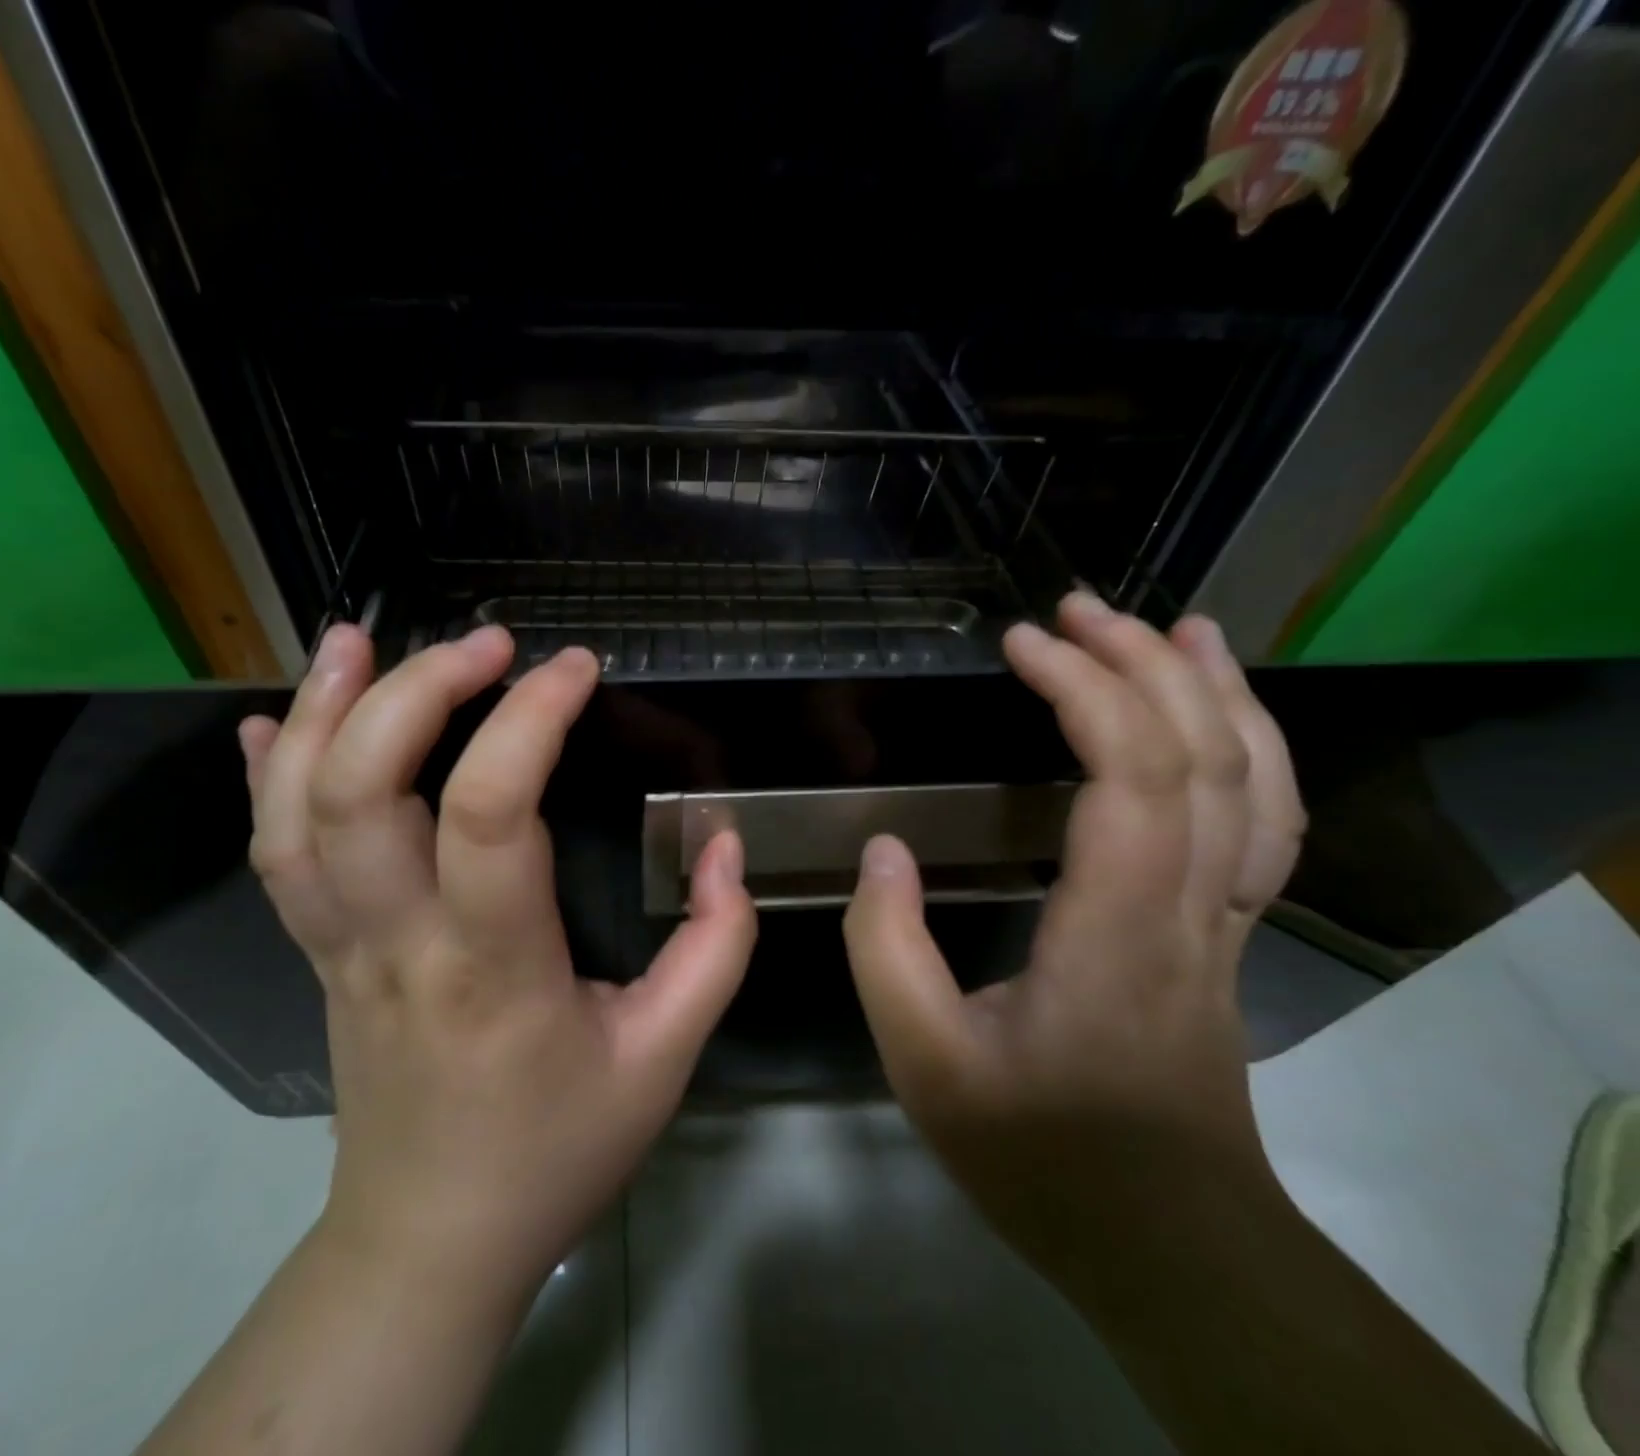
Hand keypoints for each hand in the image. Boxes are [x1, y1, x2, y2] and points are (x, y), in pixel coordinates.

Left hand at [238, 624, 756, 1309]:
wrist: (431, 1242)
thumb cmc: (555, 1151)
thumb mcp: (665, 1060)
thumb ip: (714, 948)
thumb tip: (726, 849)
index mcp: (493, 968)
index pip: (490, 813)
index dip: (529, 720)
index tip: (573, 669)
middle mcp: (397, 943)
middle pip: (361, 792)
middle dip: (415, 692)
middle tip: (483, 643)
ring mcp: (339, 948)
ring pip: (294, 814)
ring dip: (320, 712)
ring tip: (355, 638)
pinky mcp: (316, 956)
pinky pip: (272, 857)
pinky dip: (263, 777)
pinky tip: (274, 720)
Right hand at [842, 593, 1305, 1272]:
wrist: (1166, 1245)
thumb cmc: (1039, 1153)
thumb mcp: (924, 1061)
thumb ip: (886, 948)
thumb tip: (882, 851)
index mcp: (1116, 929)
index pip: (1131, 775)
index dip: (1086, 689)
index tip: (1022, 643)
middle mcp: (1189, 909)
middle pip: (1204, 757)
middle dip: (1145, 663)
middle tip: (1078, 608)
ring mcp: (1223, 922)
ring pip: (1255, 784)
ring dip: (1216, 692)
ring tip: (1176, 626)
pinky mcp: (1224, 936)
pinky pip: (1261, 823)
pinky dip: (1248, 752)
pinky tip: (1215, 721)